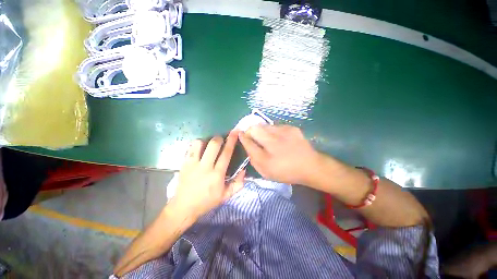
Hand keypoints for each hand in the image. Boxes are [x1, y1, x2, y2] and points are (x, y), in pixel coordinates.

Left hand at [170, 131, 244, 220]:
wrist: (184, 207)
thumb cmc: (207, 201)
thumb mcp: (226, 196)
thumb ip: (238, 183)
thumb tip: (244, 170)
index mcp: (217, 175)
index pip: (226, 153)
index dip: (232, 141)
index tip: (235, 132)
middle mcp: (205, 167)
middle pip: (213, 145)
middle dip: (219, 138)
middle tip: (221, 140)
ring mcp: (193, 164)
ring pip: (200, 143)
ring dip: (206, 141)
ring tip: (209, 145)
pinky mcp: (184, 164)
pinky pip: (190, 148)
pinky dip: (197, 145)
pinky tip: (199, 149)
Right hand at [239, 125, 320, 184]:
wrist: (310, 166)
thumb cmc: (286, 172)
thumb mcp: (266, 172)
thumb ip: (254, 159)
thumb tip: (247, 146)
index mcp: (267, 158)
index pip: (248, 142)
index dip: (242, 137)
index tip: (239, 134)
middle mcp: (274, 143)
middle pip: (255, 129)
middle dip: (250, 131)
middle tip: (253, 136)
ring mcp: (284, 133)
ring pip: (264, 125)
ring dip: (262, 131)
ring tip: (267, 138)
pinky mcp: (291, 128)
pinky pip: (275, 126)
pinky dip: (272, 131)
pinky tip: (279, 138)